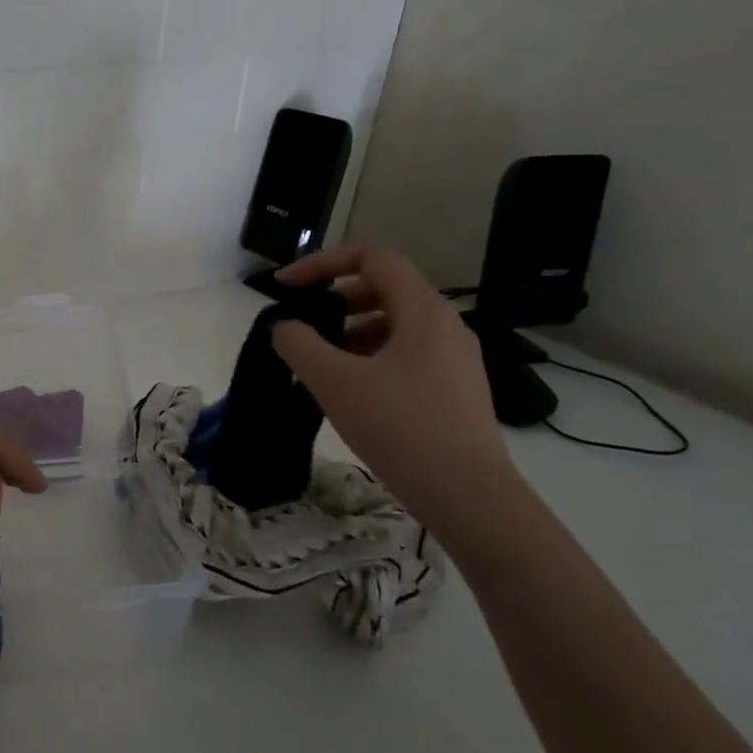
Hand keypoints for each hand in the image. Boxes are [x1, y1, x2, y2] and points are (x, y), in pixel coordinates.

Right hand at [271, 244, 518, 528]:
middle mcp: (445, 325)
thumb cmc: (399, 426)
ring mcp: (454, 358)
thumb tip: (285, 327)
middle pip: (384, 288)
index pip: (372, 258)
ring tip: (319, 362)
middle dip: (335, 298)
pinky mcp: (453, 388)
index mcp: (423, 311)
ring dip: (349, 330)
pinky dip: (369, 356)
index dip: (323, 263)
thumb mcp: (334, 381)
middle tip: (302, 324)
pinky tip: (349, 390)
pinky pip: (405, 353)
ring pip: (394, 324)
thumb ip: (298, 344)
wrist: (467, 494)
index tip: (287, 287)